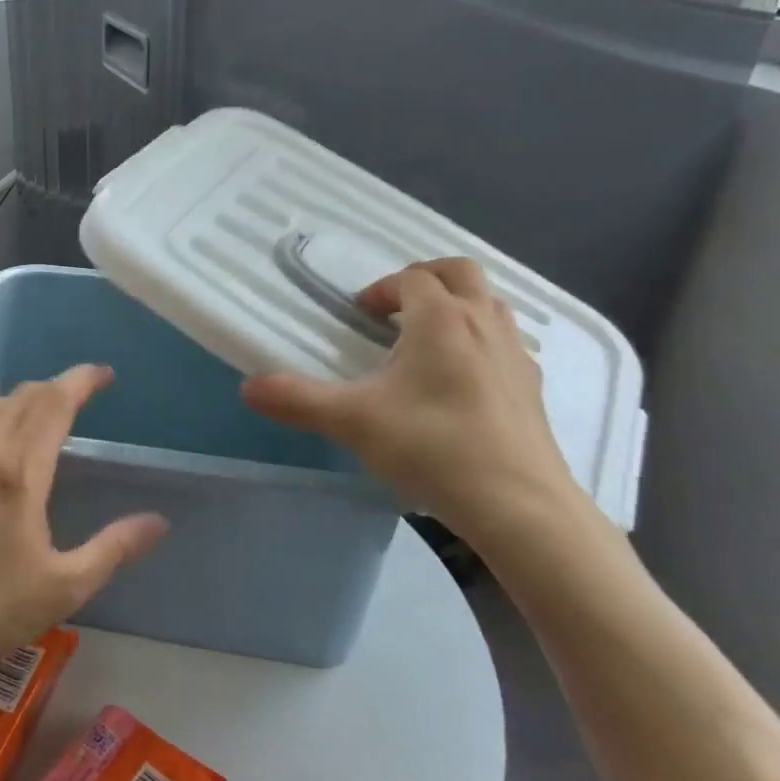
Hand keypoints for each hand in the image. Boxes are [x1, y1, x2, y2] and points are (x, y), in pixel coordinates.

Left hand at [0, 365, 167, 672]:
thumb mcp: (64, 588)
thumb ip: (114, 548)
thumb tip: (159, 521)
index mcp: (20, 472)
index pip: (54, 404)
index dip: (81, 381)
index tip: (105, 374)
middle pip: (26, 398)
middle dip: (58, 387)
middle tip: (83, 393)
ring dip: (23, 394)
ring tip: (45, 401)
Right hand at [242, 258, 581, 548]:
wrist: (520, 507)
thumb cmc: (433, 447)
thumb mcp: (352, 422)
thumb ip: (297, 400)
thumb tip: (247, 387)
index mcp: (440, 319)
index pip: (411, 278)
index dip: (381, 290)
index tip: (358, 316)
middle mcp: (483, 323)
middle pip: (460, 273)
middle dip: (425, 279)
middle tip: (396, 308)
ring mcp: (514, 354)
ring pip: (489, 304)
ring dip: (457, 306)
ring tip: (426, 340)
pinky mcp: (532, 388)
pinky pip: (505, 342)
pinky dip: (480, 341)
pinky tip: (461, 382)